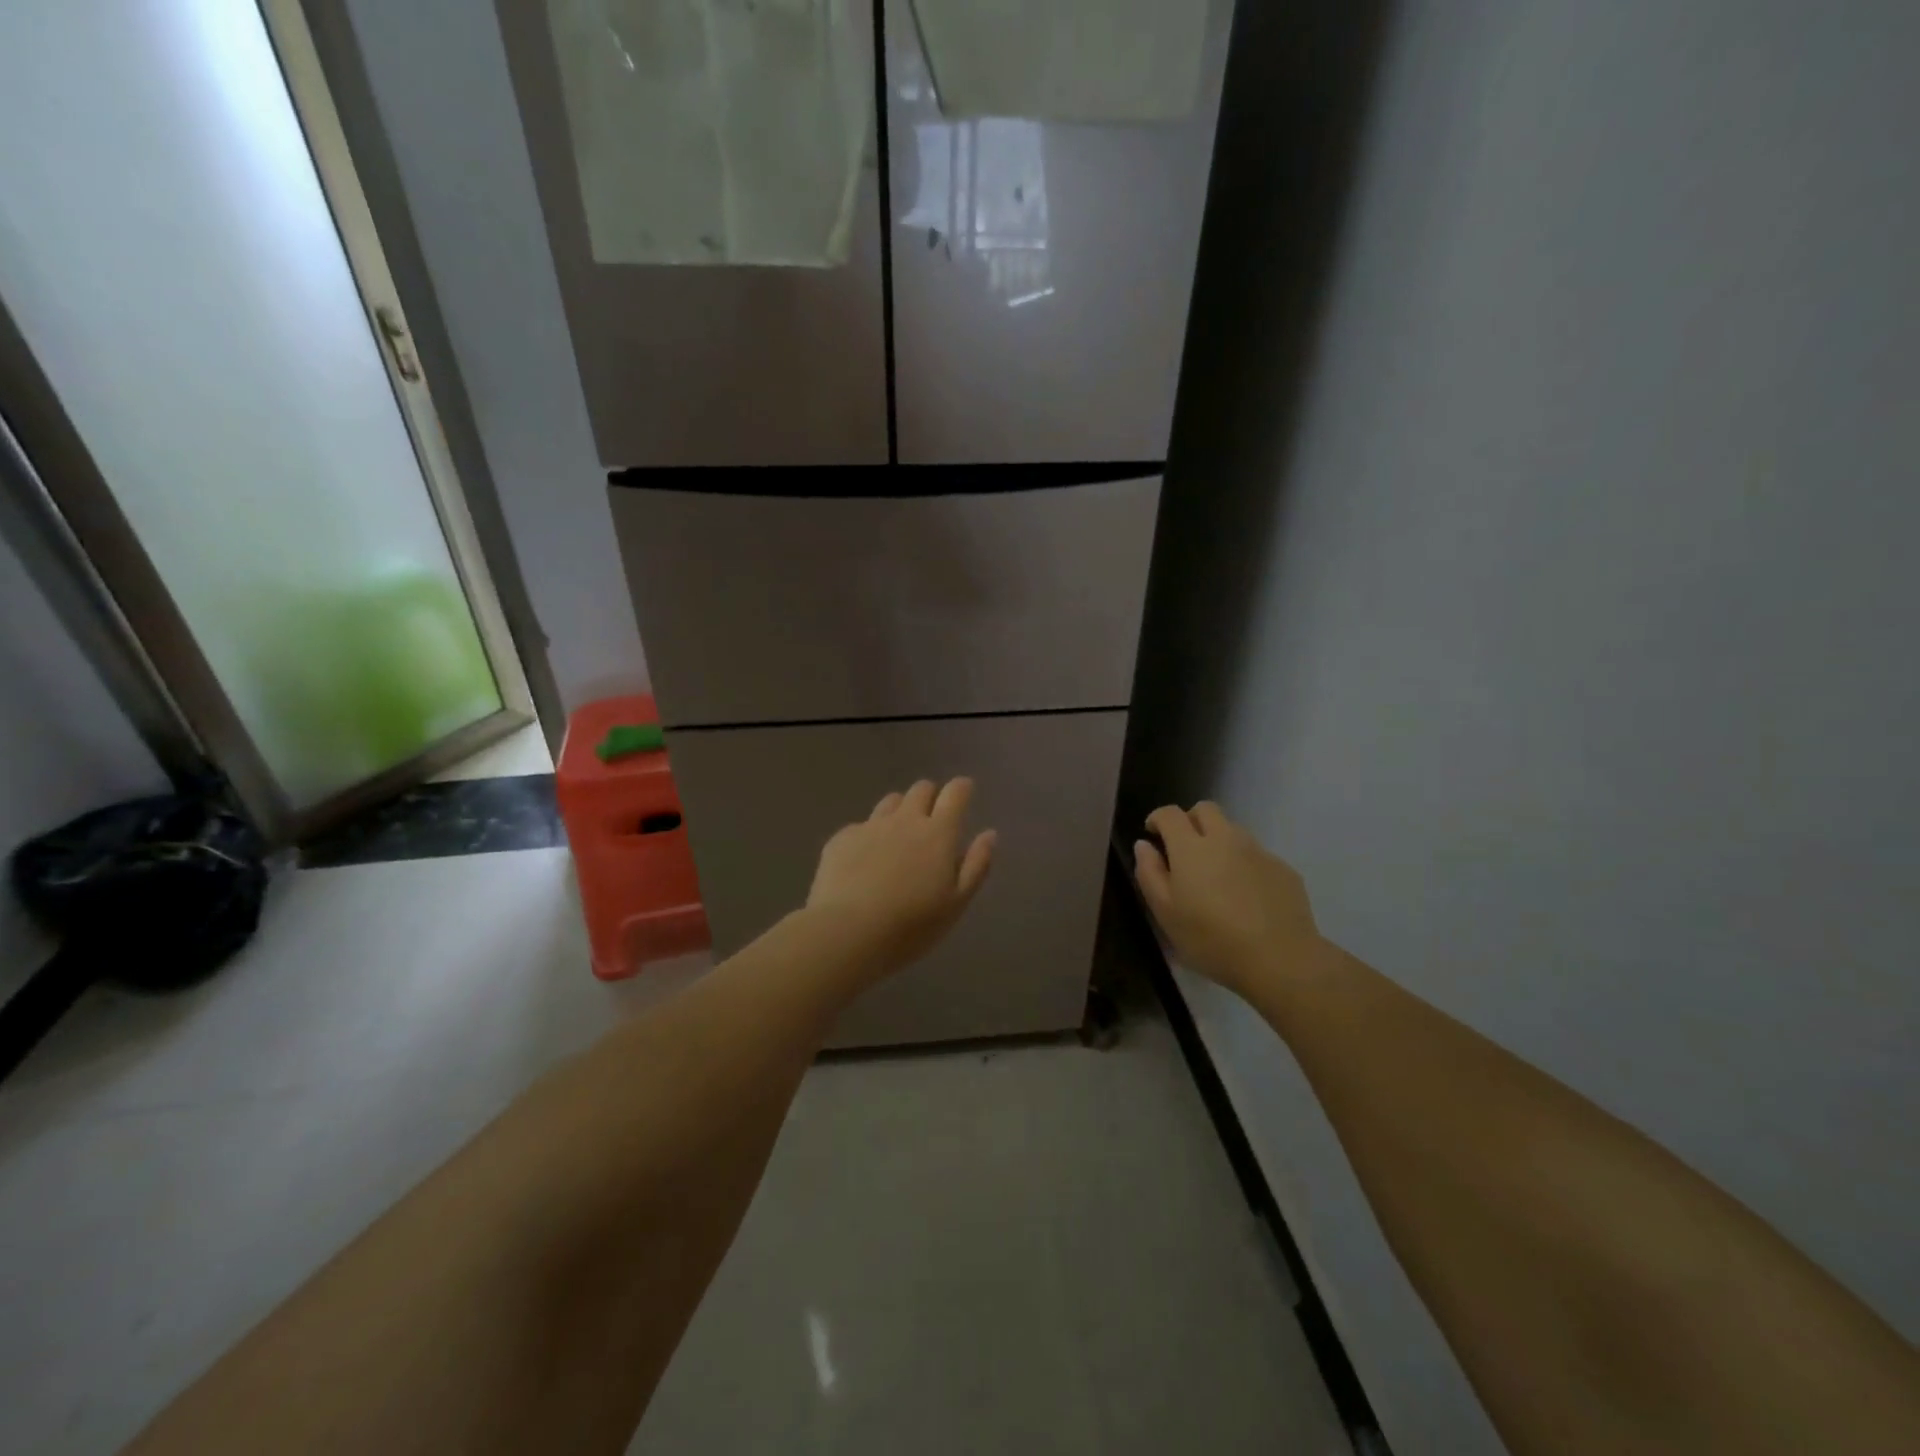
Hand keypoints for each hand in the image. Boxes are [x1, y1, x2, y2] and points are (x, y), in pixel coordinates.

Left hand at [806, 778, 995, 982]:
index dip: (962, 788)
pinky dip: (869, 835)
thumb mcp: (956, 903)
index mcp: (938, 833)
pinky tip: (864, 861)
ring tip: (899, 837)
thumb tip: (989, 834)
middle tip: (932, 819)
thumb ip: (976, 865)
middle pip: (921, 789)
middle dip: (931, 796)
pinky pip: (861, 826)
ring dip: (900, 810)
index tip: (964, 791)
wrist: (846, 932)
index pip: (955, 793)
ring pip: (891, 802)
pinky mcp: (841, 838)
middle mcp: (905, 819)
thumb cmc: (911, 925)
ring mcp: (870, 826)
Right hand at [1133, 802, 1322, 999]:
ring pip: (1233, 830)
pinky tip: (1246, 896)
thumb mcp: (1166, 913)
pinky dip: (1244, 864)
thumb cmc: (1211, 940)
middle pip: (1206, 809)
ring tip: (1216, 877)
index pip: (1170, 814)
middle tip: (1184, 849)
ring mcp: (1258, 852)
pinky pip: (1257, 855)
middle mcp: (1225, 839)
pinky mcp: (1283, 869)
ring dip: (1219, 841)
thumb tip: (1144, 845)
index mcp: (1191, 847)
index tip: (1153, 835)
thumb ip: (1149, 873)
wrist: (1280, 960)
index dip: (1157, 819)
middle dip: (1190, 820)